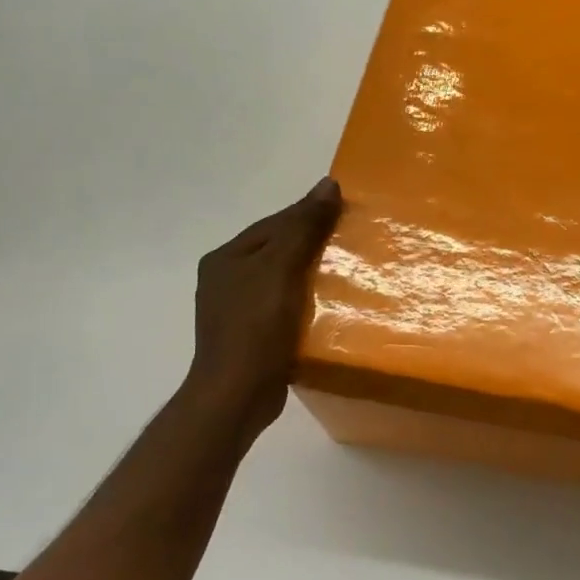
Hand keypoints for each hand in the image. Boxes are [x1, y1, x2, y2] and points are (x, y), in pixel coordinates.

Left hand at [184, 177, 342, 445]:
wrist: (237, 395)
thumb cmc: (255, 327)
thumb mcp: (281, 269)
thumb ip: (303, 227)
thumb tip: (327, 184)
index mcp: (226, 258)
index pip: (274, 223)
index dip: (309, 213)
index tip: (346, 209)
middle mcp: (226, 279)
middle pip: (277, 250)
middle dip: (312, 243)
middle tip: (353, 240)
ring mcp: (237, 311)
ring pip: (282, 279)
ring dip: (312, 274)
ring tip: (349, 272)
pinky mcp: (252, 337)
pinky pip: (284, 307)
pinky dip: (306, 302)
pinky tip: (330, 305)